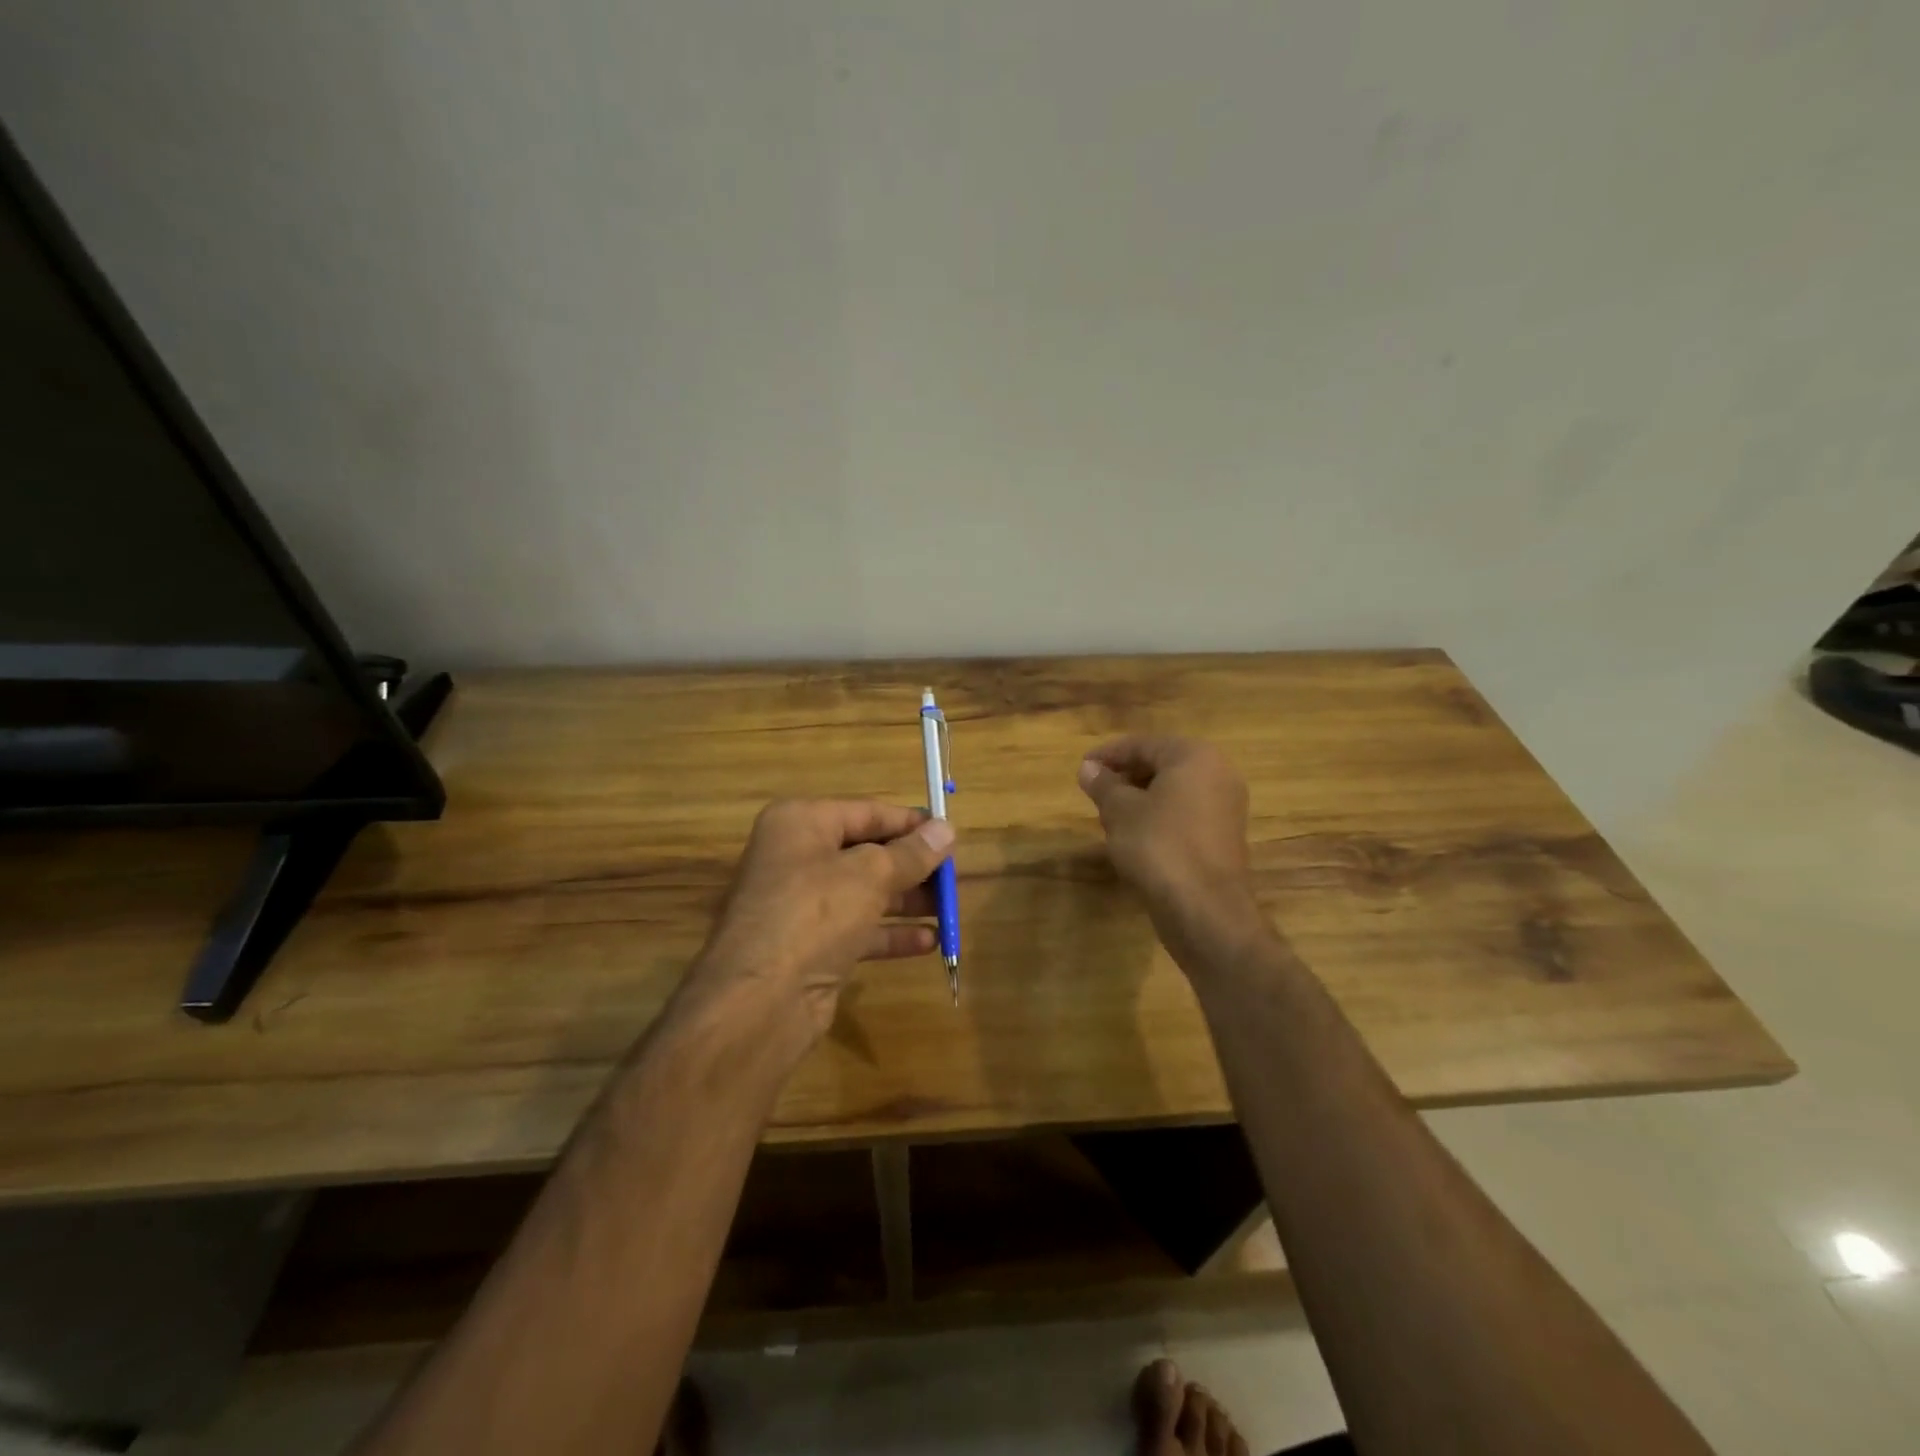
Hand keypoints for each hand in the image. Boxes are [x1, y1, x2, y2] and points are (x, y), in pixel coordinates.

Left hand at [685, 799, 955, 1049]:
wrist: (760, 1000)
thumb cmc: (815, 914)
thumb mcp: (871, 874)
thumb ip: (912, 853)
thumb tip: (947, 829)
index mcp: (801, 823)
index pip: (867, 812)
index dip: (910, 823)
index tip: (950, 835)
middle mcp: (797, 857)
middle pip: (866, 853)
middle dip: (912, 866)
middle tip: (954, 877)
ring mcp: (801, 904)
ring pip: (865, 893)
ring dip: (907, 900)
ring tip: (949, 909)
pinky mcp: (810, 945)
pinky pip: (858, 930)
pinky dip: (891, 933)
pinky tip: (929, 942)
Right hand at [1077, 737, 1262, 950]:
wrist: (1204, 909)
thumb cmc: (1159, 847)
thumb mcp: (1120, 811)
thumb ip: (1103, 784)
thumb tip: (1088, 768)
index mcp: (1195, 757)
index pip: (1144, 744)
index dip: (1109, 754)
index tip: (1082, 767)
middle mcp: (1218, 773)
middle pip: (1162, 765)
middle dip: (1126, 776)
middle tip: (1095, 792)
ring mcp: (1226, 807)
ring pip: (1174, 792)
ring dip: (1140, 799)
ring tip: (1109, 816)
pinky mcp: (1224, 837)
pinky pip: (1185, 814)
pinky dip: (1159, 817)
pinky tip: (1135, 837)